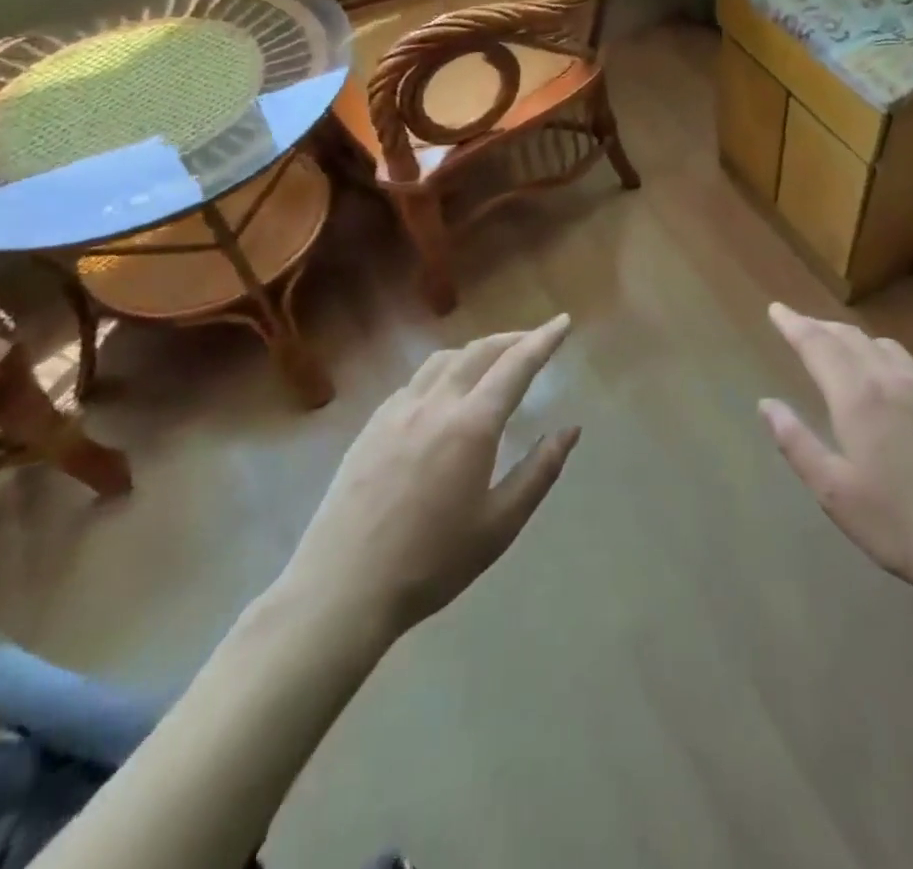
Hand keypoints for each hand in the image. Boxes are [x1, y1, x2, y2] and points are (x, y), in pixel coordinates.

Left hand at [280, 315, 579, 644]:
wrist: (341, 590)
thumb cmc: (432, 562)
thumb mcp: (500, 524)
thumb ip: (540, 471)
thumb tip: (570, 429)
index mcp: (471, 425)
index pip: (516, 365)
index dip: (543, 340)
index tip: (563, 322)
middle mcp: (435, 404)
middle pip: (480, 351)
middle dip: (513, 338)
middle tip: (536, 340)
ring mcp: (397, 411)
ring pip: (444, 359)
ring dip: (477, 350)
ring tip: (494, 360)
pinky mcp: (371, 425)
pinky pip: (416, 380)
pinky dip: (444, 370)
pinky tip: (446, 392)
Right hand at [760, 303, 912, 594]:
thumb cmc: (899, 524)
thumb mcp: (834, 491)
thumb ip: (797, 443)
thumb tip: (766, 404)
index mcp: (858, 398)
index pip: (818, 345)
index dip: (794, 324)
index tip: (776, 308)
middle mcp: (892, 381)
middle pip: (851, 337)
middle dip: (820, 326)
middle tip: (799, 324)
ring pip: (884, 346)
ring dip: (854, 337)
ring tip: (838, 344)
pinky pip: (911, 365)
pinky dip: (884, 357)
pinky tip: (887, 379)